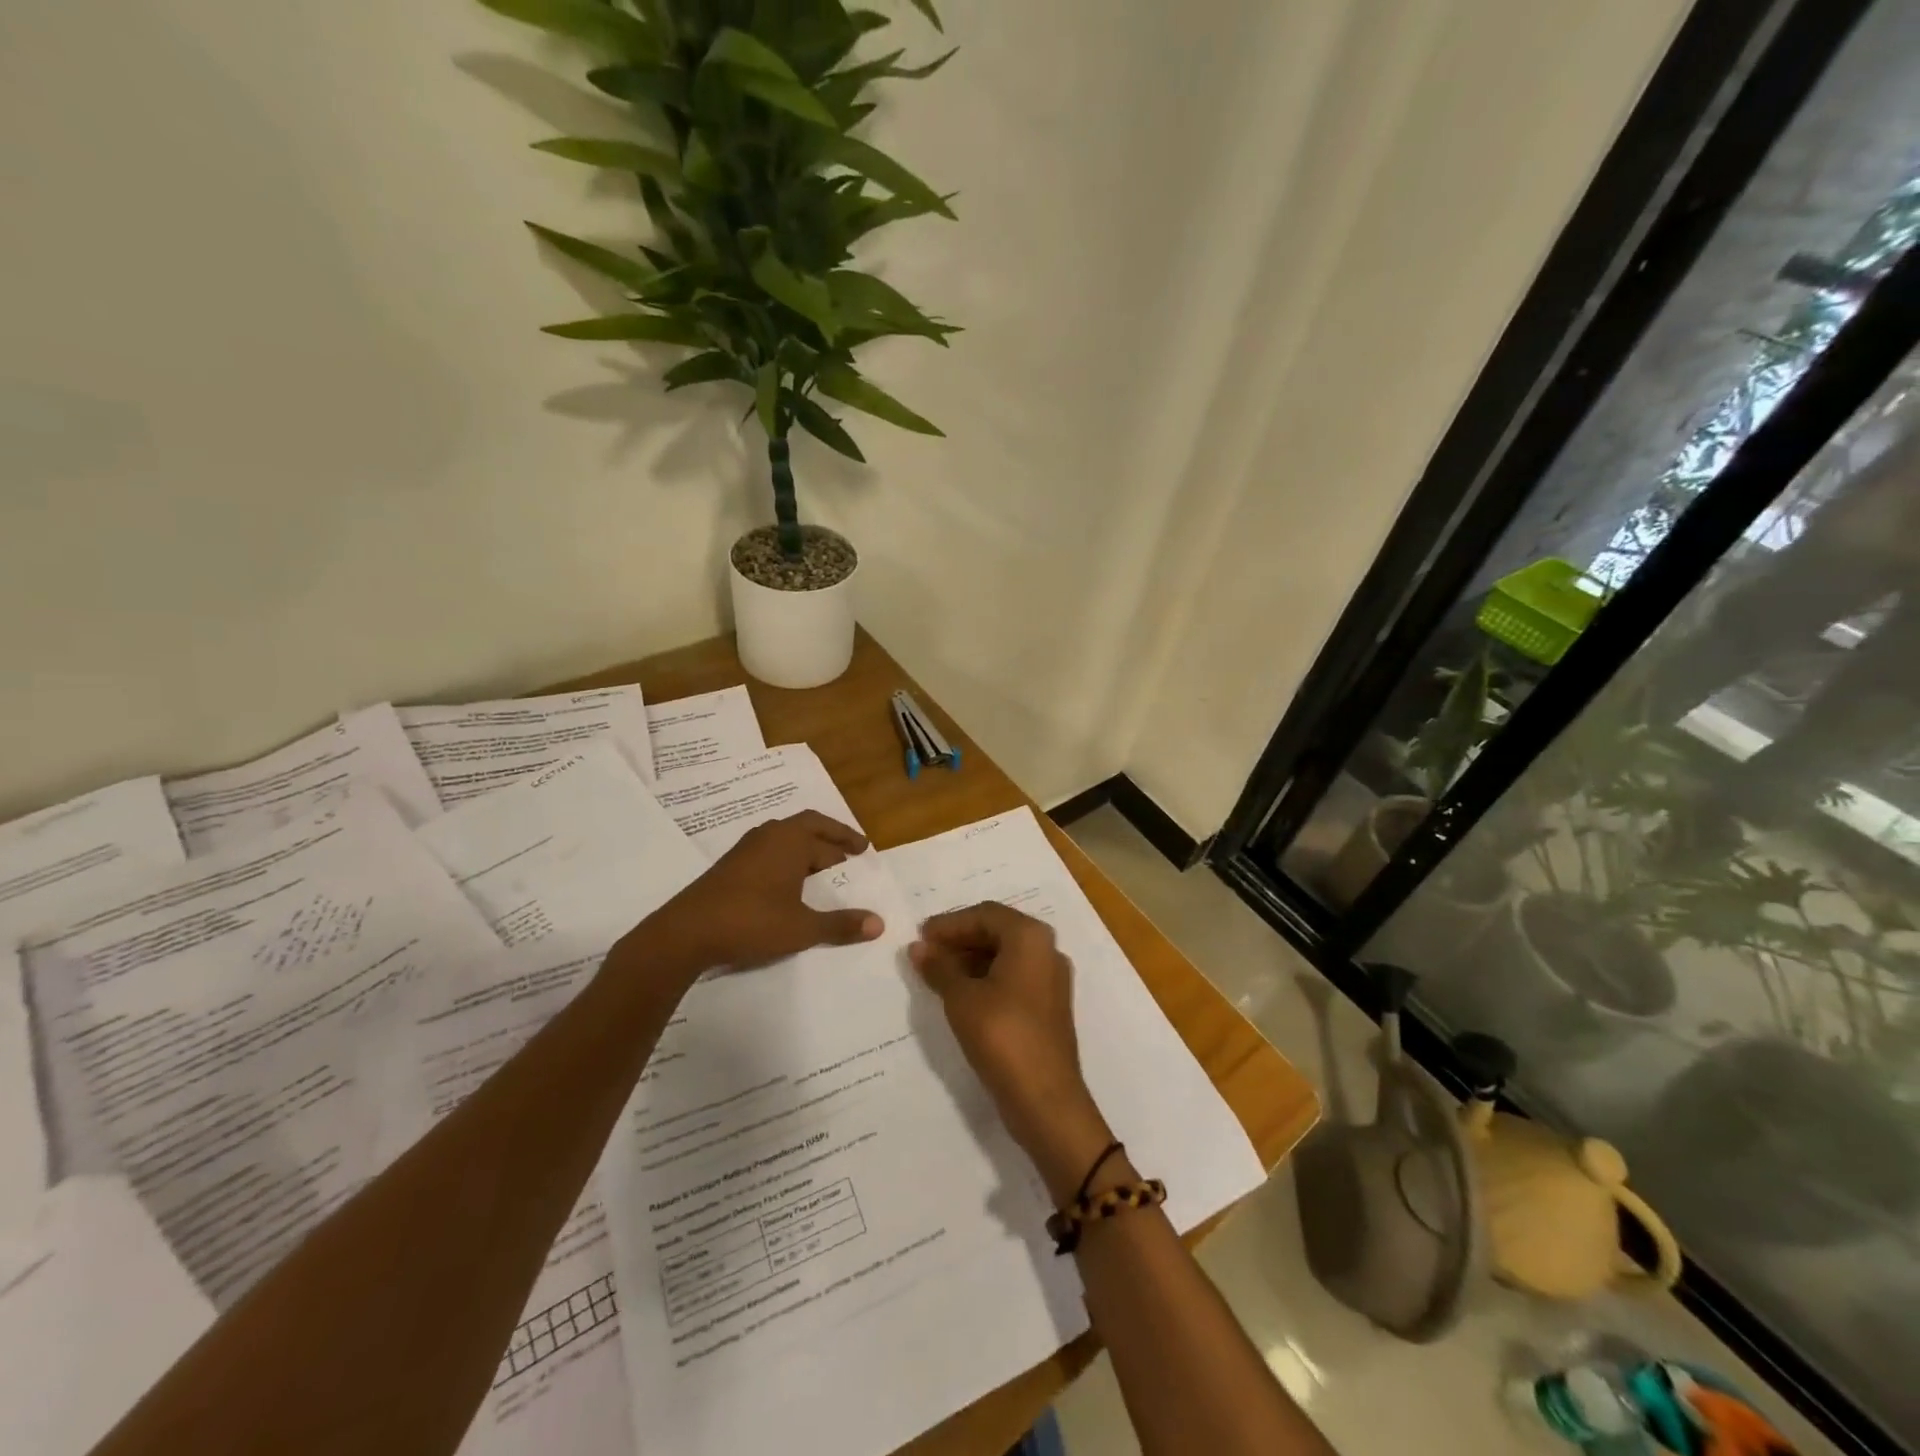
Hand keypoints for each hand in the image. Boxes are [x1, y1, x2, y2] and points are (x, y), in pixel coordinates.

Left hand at [636, 811, 883, 977]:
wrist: (686, 933)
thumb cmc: (752, 922)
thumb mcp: (802, 928)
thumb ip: (841, 925)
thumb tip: (879, 923)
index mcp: (791, 841)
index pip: (828, 837)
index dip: (848, 842)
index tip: (864, 850)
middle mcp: (769, 836)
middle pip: (807, 827)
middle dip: (830, 837)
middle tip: (850, 851)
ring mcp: (746, 849)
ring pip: (785, 838)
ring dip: (806, 847)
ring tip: (822, 867)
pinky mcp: (729, 866)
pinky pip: (769, 851)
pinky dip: (787, 858)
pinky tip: (788, 881)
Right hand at [910, 903, 1113, 1202]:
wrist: (1046, 1100)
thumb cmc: (1002, 1036)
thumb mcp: (962, 999)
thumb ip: (939, 967)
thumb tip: (919, 947)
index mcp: (1030, 937)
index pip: (985, 914)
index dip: (950, 923)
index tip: (920, 935)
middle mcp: (1046, 950)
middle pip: (997, 931)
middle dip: (960, 939)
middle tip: (926, 952)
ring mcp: (1051, 979)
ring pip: (1005, 955)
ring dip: (971, 959)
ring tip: (937, 973)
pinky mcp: (1048, 1006)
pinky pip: (1013, 977)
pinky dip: (986, 978)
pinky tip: (960, 994)